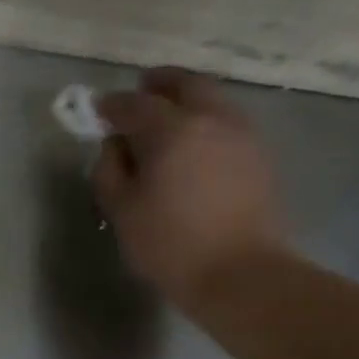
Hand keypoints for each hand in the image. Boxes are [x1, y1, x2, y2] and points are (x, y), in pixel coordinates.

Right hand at [93, 69, 287, 311]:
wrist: (240, 273)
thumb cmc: (170, 245)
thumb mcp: (121, 211)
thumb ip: (109, 170)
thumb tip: (114, 146)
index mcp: (171, 129)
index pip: (134, 104)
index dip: (111, 106)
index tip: (98, 112)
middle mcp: (211, 118)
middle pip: (184, 84)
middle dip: (157, 85)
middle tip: (139, 96)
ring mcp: (242, 134)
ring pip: (211, 100)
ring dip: (186, 102)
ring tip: (166, 122)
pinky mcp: (259, 155)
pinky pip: (227, 122)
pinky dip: (206, 122)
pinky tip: (194, 147)